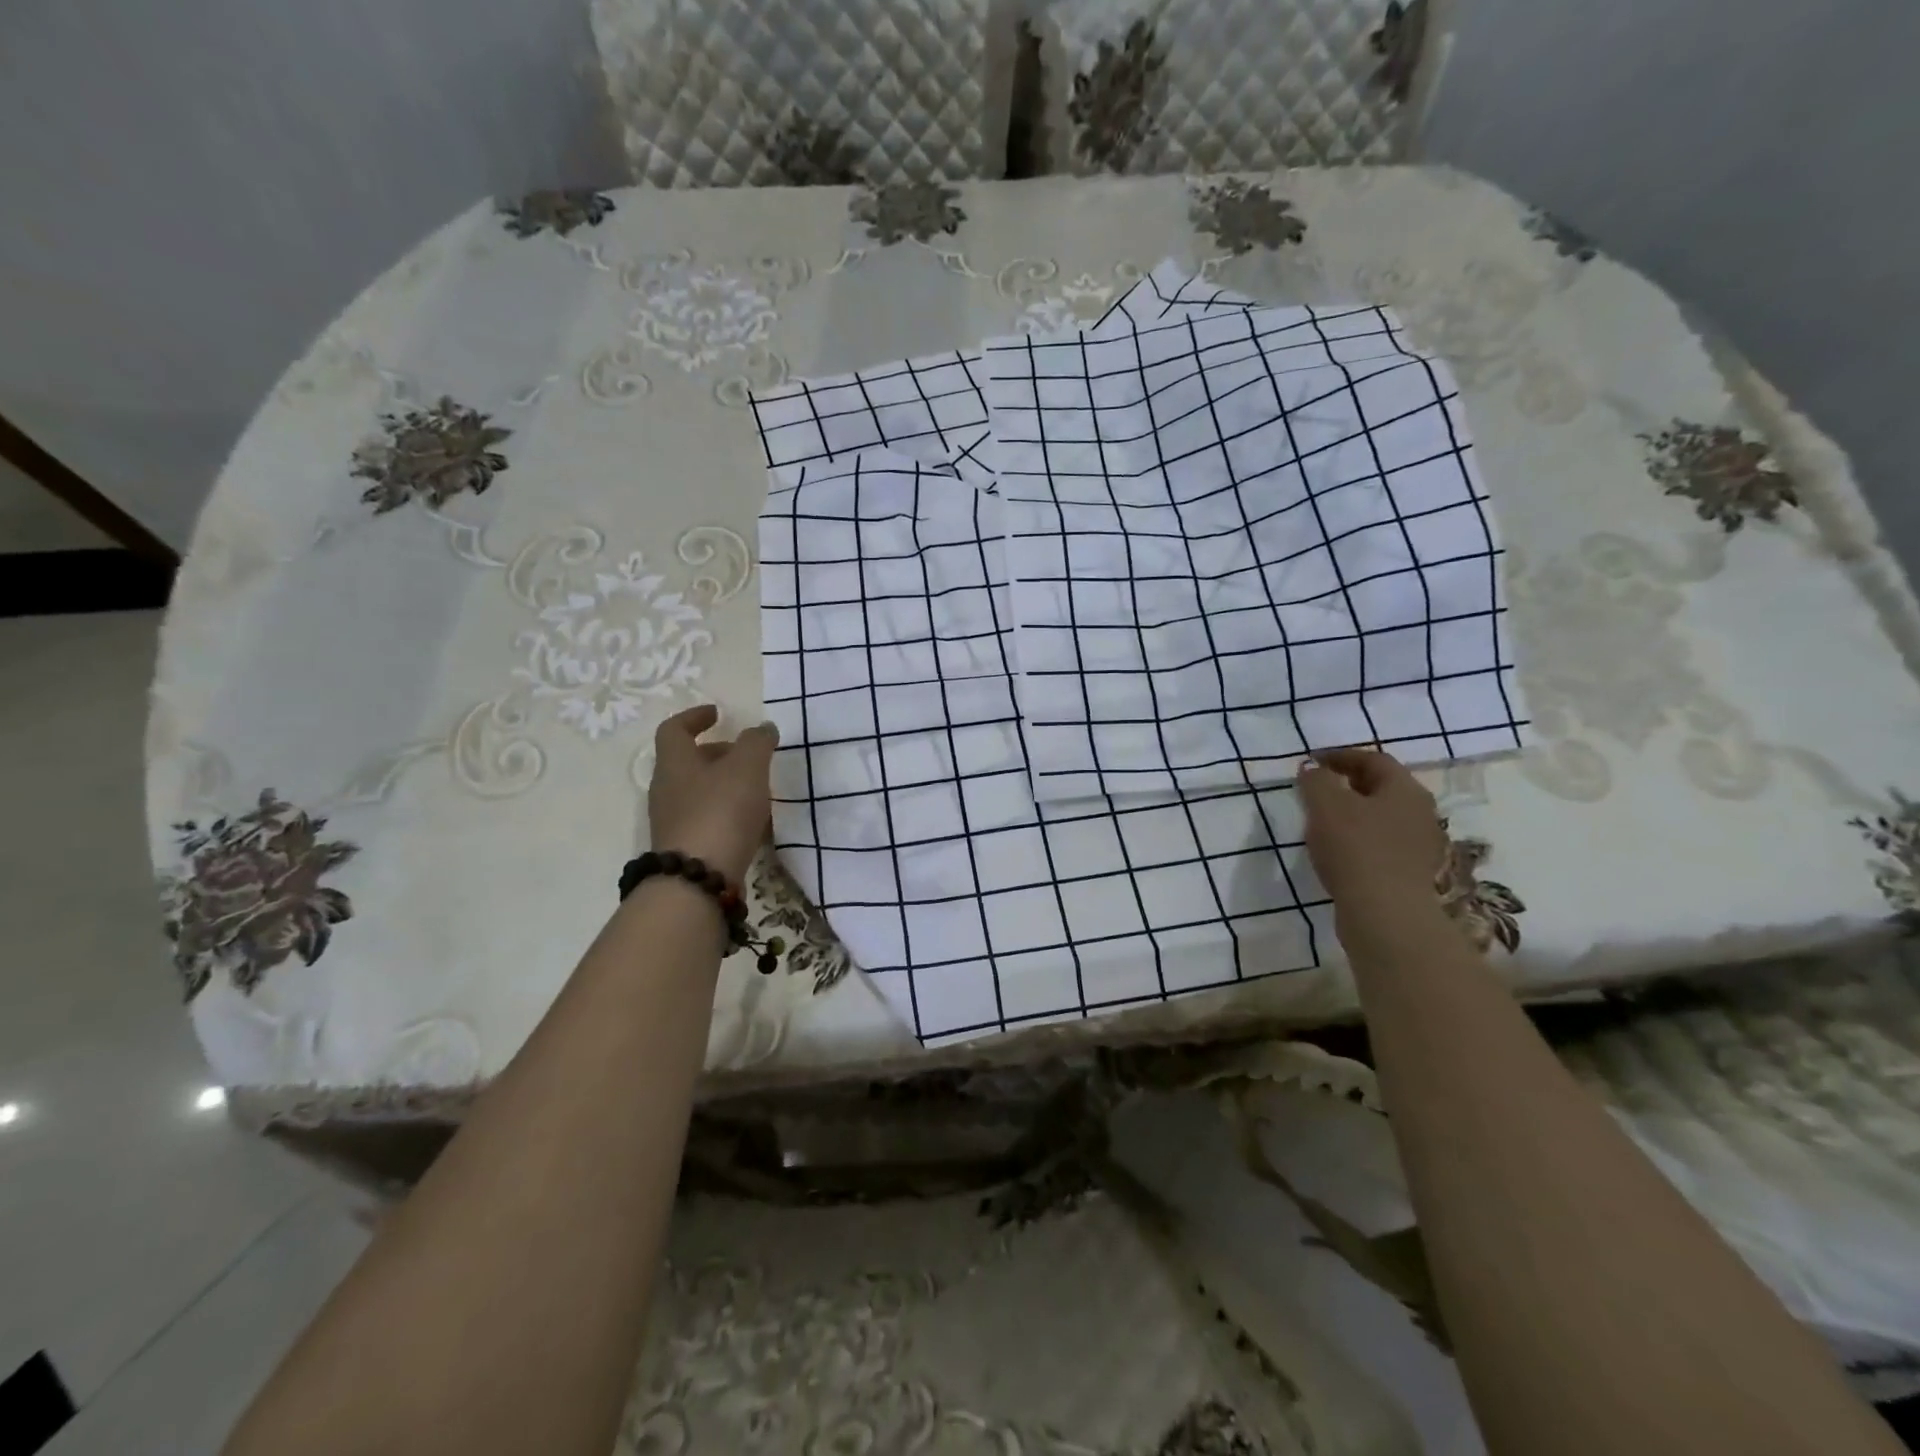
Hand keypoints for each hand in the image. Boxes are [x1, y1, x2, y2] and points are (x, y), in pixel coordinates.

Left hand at [647, 705, 777, 884]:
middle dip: (718, 754)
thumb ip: (757, 742)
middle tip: (748, 755)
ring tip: (758, 791)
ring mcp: (673, 822)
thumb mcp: (747, 767)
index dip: (694, 717)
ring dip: (725, 785)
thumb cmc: (721, 811)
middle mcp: (666, 790)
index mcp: (675, 763)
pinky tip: (752, 824)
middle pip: (688, 762)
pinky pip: (706, 819)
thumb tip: (762, 728)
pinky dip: (727, 813)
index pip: (674, 729)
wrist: (698, 879)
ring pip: (699, 792)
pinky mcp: (685, 848)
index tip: (717, 713)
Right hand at [1297, 747, 1446, 915]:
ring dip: (1354, 813)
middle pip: (1382, 788)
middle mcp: (1420, 812)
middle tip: (1317, 788)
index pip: (1374, 759)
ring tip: (1323, 820)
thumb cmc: (1356, 849)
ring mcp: (1420, 845)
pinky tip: (1338, 851)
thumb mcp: (1325, 805)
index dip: (1341, 756)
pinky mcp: (1411, 873)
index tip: (1312, 761)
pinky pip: (1382, 844)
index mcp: (1405, 789)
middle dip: (1348, 783)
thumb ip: (1316, 780)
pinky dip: (1359, 838)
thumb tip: (1313, 769)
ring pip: (1382, 817)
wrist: (1385, 914)